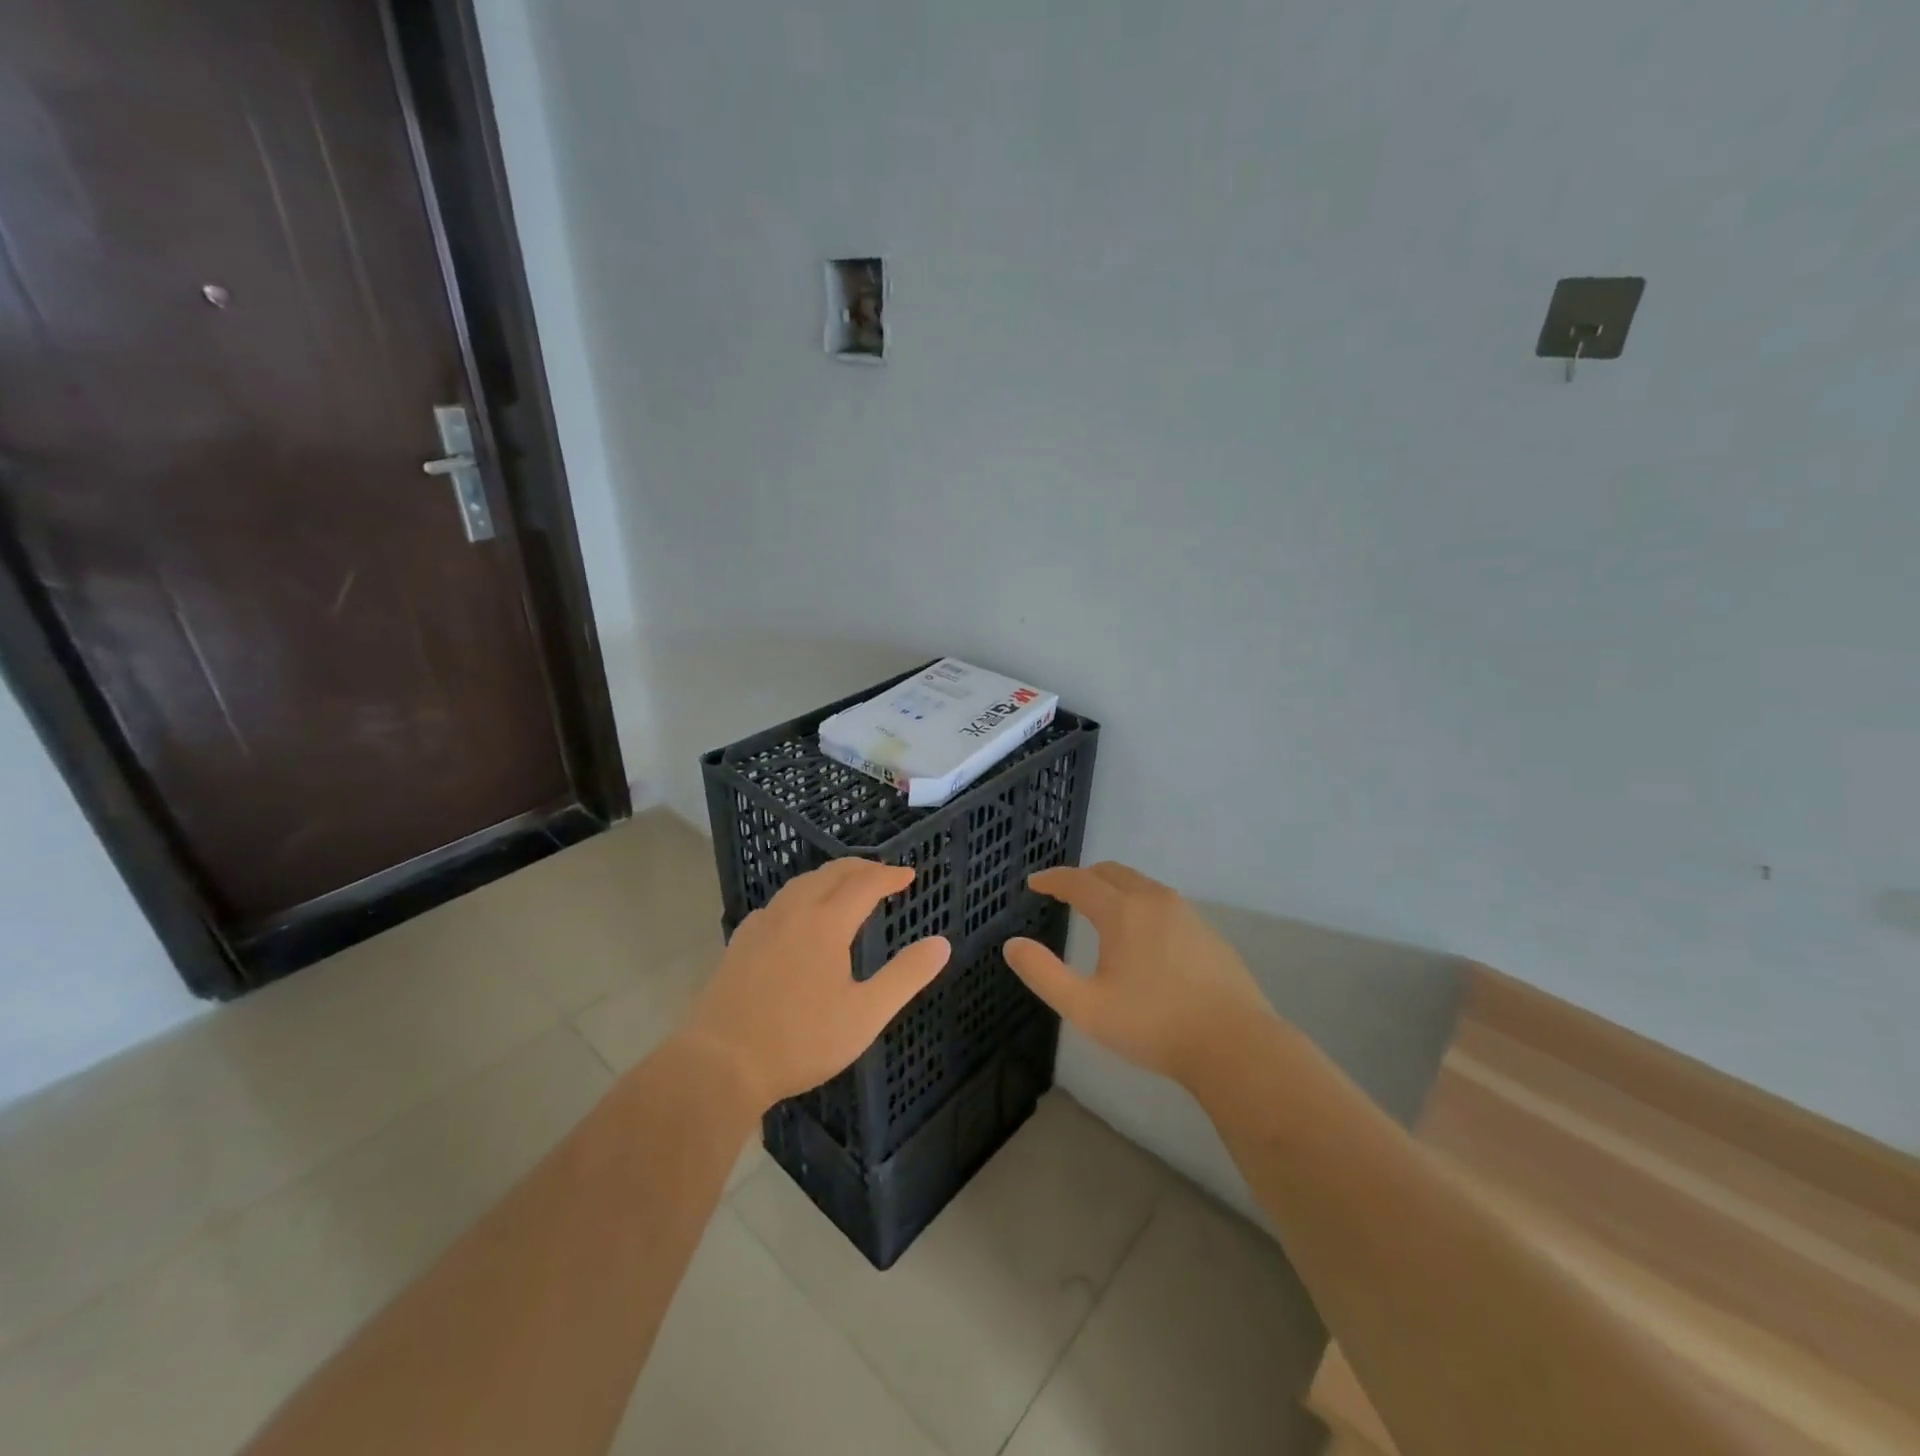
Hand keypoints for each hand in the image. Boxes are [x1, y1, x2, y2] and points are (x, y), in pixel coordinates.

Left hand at [679, 859, 951, 1111]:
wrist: (719, 1063)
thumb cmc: (801, 1040)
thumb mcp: (866, 1014)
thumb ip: (906, 976)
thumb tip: (941, 943)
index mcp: (826, 923)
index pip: (864, 884)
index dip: (889, 876)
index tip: (909, 876)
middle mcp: (793, 913)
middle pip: (831, 874)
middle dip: (861, 868)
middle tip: (882, 874)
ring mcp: (761, 925)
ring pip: (800, 884)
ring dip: (829, 877)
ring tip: (845, 887)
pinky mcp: (739, 943)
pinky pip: (778, 903)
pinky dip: (801, 895)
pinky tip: (798, 916)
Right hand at [1005, 862, 1278, 1089]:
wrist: (1234, 1044)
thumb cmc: (1153, 1025)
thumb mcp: (1086, 1007)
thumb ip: (1043, 973)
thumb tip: (1012, 945)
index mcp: (1121, 911)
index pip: (1078, 881)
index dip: (1052, 879)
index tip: (1034, 883)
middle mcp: (1153, 900)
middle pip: (1111, 872)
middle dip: (1083, 877)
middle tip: (1064, 892)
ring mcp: (1185, 913)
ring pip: (1140, 884)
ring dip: (1113, 887)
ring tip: (1099, 909)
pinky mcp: (1206, 931)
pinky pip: (1162, 901)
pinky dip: (1139, 902)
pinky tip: (1140, 934)